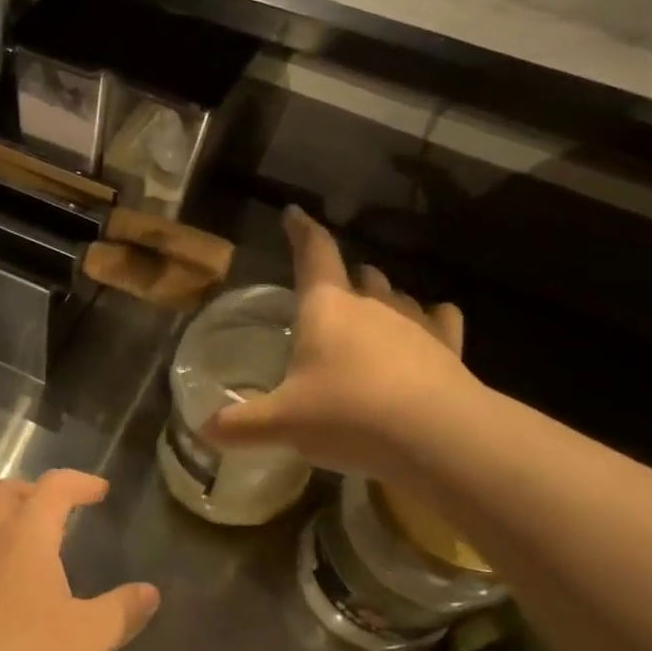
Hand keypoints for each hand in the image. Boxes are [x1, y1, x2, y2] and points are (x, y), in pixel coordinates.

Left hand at [0, 471, 158, 650]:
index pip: (51, 488)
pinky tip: (35, 600)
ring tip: (56, 554)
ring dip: (20, 527)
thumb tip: (148, 591)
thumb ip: (122, 610)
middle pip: (4, 493)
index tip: (102, 492)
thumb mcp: (90, 638)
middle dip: (36, 491)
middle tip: (67, 510)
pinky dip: (11, 563)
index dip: (79, 482)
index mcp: (25, 539)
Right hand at [204, 206, 474, 477]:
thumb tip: (203, 430)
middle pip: (359, 276)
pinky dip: (432, 320)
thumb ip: (239, 425)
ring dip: (382, 297)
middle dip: (345, 276)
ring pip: (397, 296)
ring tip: (371, 307)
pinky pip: (440, 321)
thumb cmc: (347, 415)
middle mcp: (372, 306)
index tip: (294, 213)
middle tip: (333, 285)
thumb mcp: (281, 423)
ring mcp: (415, 325)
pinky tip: (432, 326)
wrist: (437, 437)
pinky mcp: (448, 349)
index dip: (301, 232)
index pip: (312, 254)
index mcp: (326, 308)